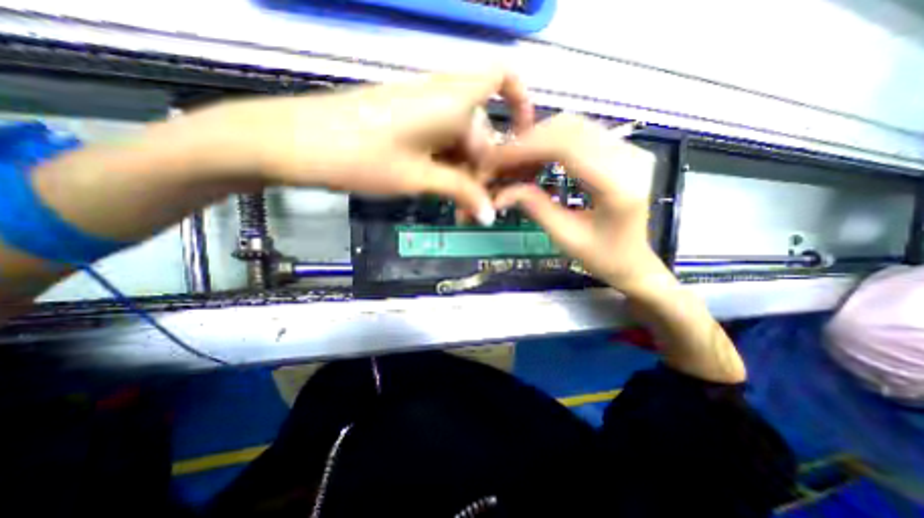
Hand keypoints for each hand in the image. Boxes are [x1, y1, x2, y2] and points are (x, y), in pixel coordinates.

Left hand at [203, 68, 534, 221]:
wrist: (297, 142)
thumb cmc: (361, 157)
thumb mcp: (419, 178)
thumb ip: (461, 191)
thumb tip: (490, 215)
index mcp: (452, 100)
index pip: (503, 87)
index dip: (519, 111)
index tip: (521, 147)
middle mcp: (442, 95)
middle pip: (482, 127)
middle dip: (485, 167)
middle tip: (479, 206)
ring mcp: (422, 107)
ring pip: (460, 137)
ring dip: (465, 171)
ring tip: (459, 206)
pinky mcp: (407, 119)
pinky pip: (440, 138)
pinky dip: (447, 164)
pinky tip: (440, 189)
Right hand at [491, 116, 671, 294]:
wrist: (634, 261)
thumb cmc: (602, 257)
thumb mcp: (564, 237)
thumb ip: (534, 207)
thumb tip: (499, 193)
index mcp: (618, 185)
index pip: (566, 147)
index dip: (525, 148)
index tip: (494, 160)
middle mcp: (629, 157)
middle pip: (569, 129)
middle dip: (527, 142)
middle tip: (499, 162)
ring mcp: (629, 149)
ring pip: (573, 126)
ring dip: (537, 139)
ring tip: (513, 161)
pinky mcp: (621, 149)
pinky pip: (579, 133)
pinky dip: (550, 141)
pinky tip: (534, 158)